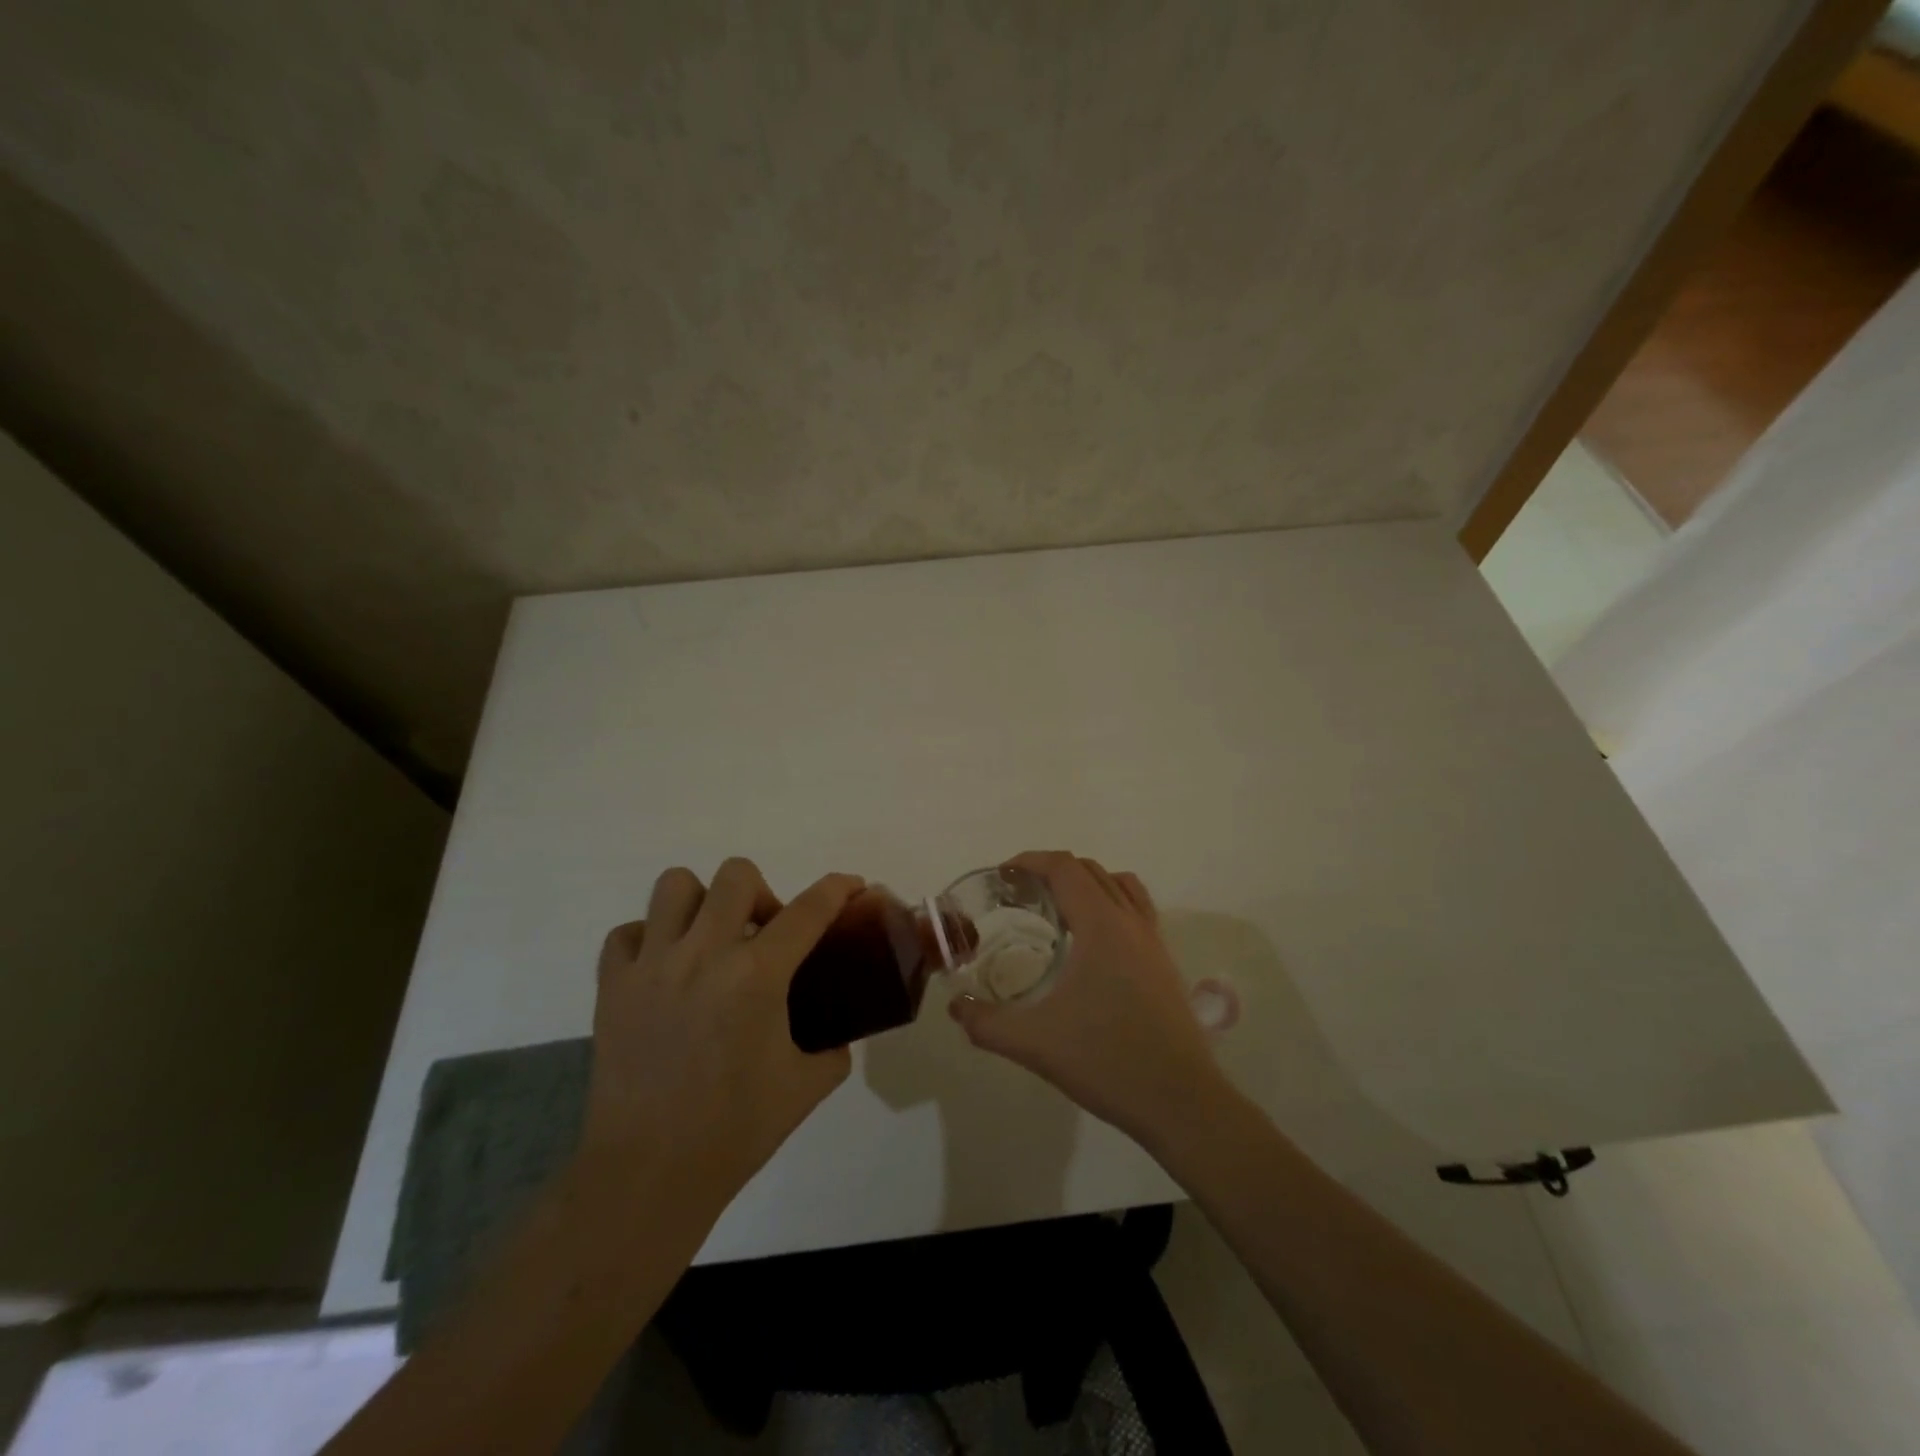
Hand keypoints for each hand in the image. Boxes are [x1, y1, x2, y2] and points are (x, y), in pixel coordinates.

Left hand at [580, 859, 862, 1212]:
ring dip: (702, 903)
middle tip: (764, 933)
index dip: (838, 888)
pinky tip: (665, 969)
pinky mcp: (612, 986)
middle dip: (762, 893)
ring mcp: (652, 965)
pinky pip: (628, 933)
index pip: (809, 909)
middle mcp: (704, 954)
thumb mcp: (807, 1086)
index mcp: (757, 975)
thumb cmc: (735, 1130)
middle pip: (737, 875)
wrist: (649, 1174)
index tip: (852, 885)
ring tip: (710, 939)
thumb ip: (832, 1048)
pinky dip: (649, 939)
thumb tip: (836, 1034)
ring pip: (675, 886)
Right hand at [947, 851, 1230, 1148]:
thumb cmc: (1107, 1061)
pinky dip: (1110, 905)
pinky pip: (1136, 910)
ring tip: (1056, 911)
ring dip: (1085, 884)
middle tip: (1019, 895)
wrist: (1182, 1102)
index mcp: (1101, 925)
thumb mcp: (1035, 1043)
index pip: (1065, 868)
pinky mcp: (1165, 963)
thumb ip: (987, 1024)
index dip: (1030, 861)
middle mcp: (1130, 922)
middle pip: (1090, 870)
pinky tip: (1091, 945)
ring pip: (1119, 886)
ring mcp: (1153, 941)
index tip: (1002, 876)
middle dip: (1052, 871)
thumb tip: (956, 1008)